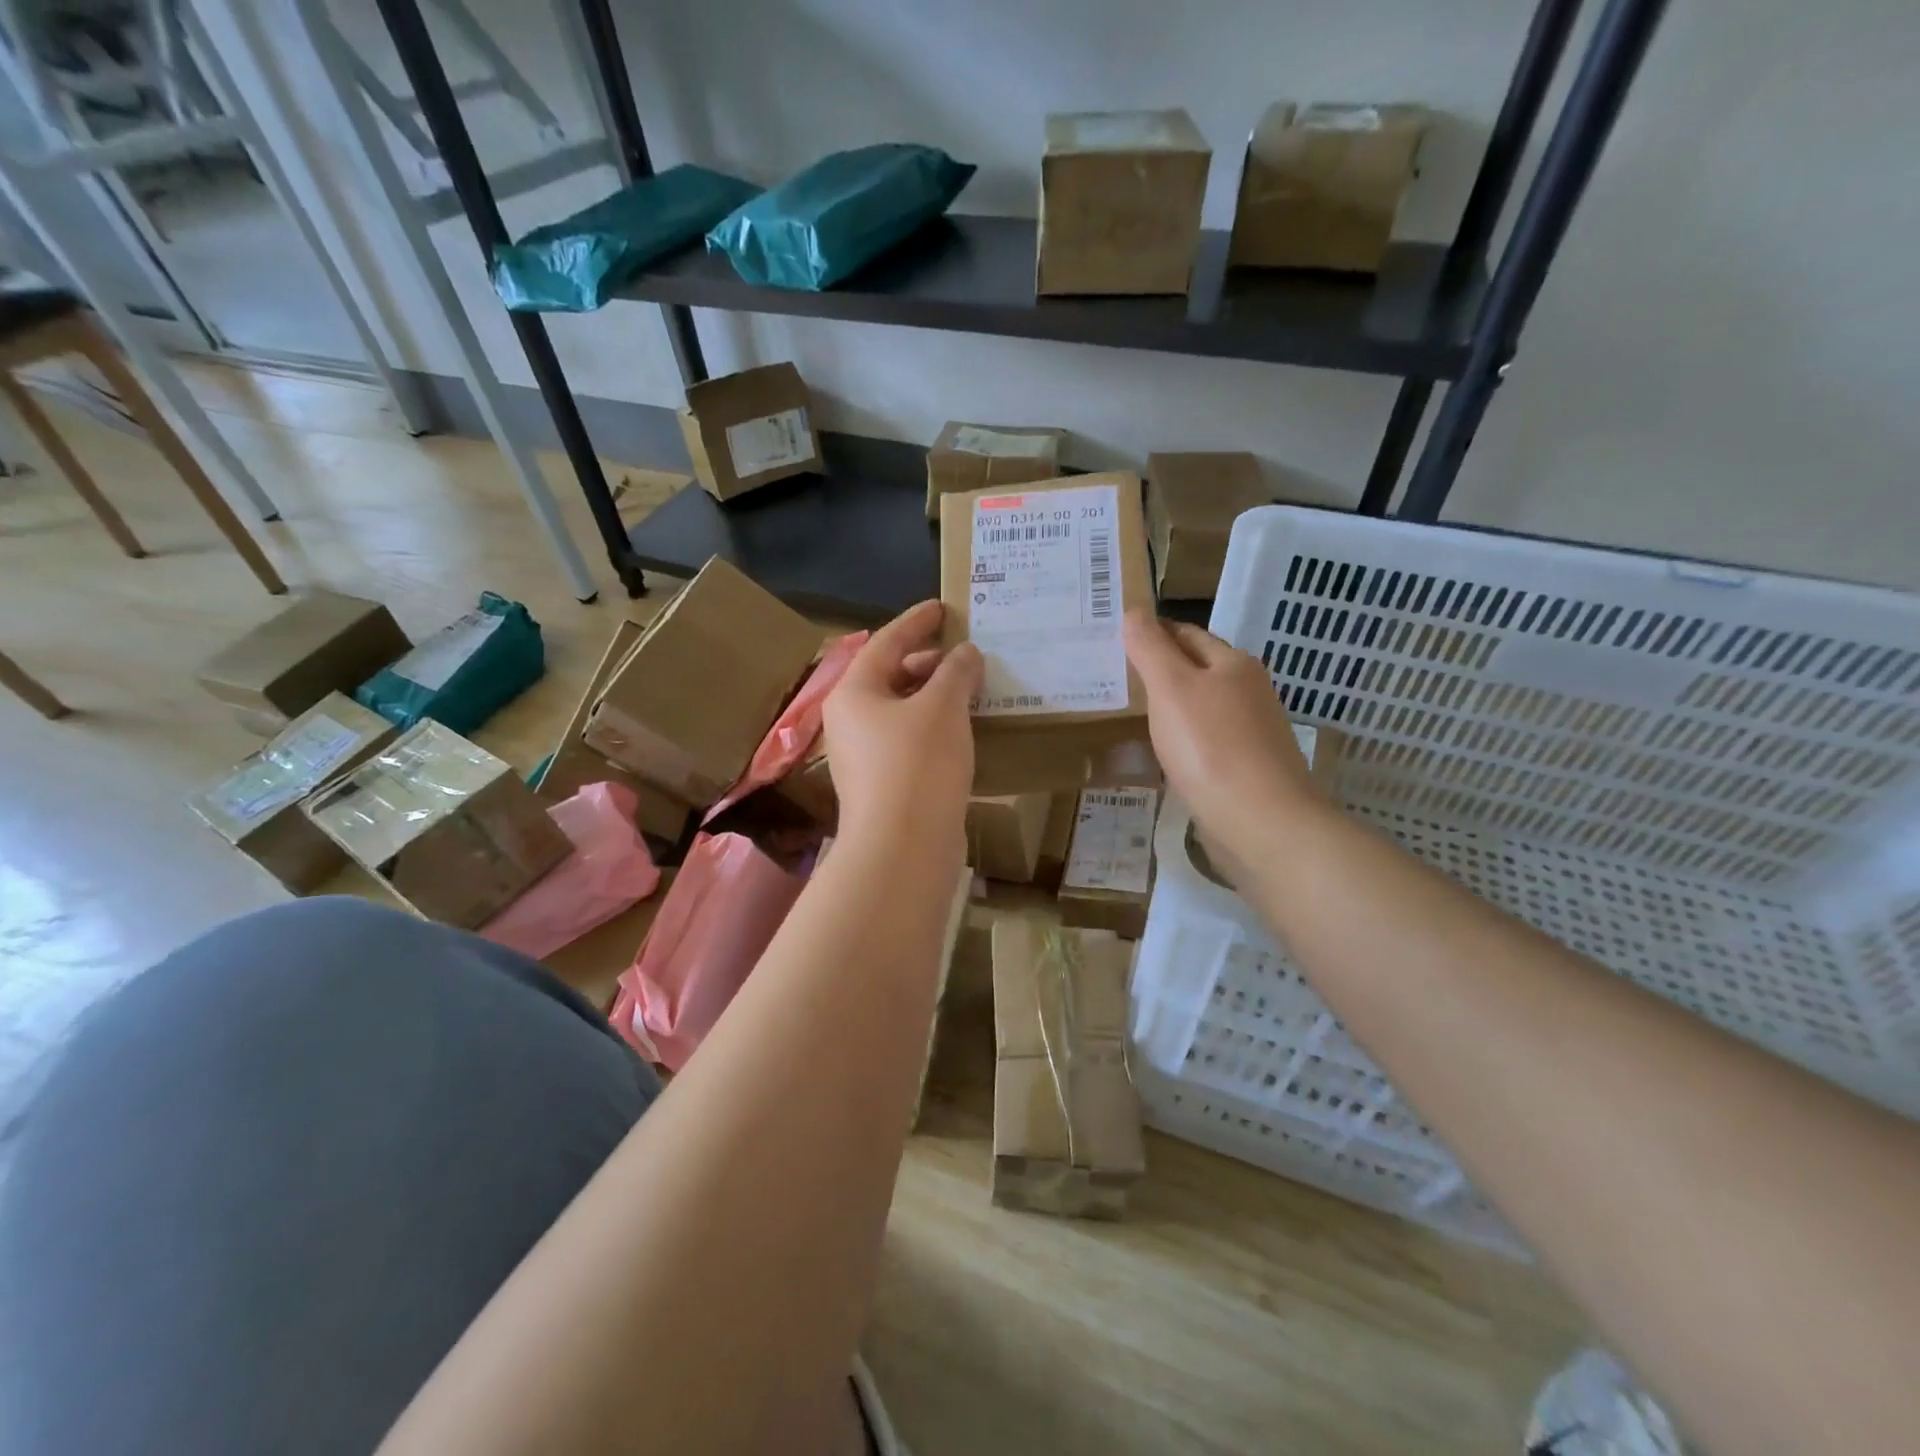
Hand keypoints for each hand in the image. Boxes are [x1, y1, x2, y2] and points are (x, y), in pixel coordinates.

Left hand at [823, 601, 982, 842]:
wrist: (901, 848)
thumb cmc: (917, 764)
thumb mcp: (942, 707)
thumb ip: (956, 671)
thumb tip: (965, 653)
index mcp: (855, 692)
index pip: (885, 642)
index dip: (916, 621)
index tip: (942, 607)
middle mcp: (851, 720)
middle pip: (890, 676)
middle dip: (929, 662)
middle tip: (965, 654)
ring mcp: (864, 756)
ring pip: (901, 711)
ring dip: (934, 696)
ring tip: (971, 689)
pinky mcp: (883, 784)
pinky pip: (909, 740)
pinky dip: (935, 726)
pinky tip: (963, 730)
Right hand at [1123, 610, 1323, 861]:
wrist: (1260, 823)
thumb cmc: (1210, 747)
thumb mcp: (1171, 688)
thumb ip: (1150, 648)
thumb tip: (1134, 611)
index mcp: (1233, 663)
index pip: (1185, 633)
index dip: (1150, 633)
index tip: (1113, 642)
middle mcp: (1248, 691)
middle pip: (1196, 670)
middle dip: (1159, 670)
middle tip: (1113, 679)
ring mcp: (1250, 732)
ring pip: (1201, 708)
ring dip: (1170, 708)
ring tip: (1129, 715)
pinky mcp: (1246, 769)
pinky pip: (1205, 743)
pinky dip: (1182, 741)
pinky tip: (1162, 754)